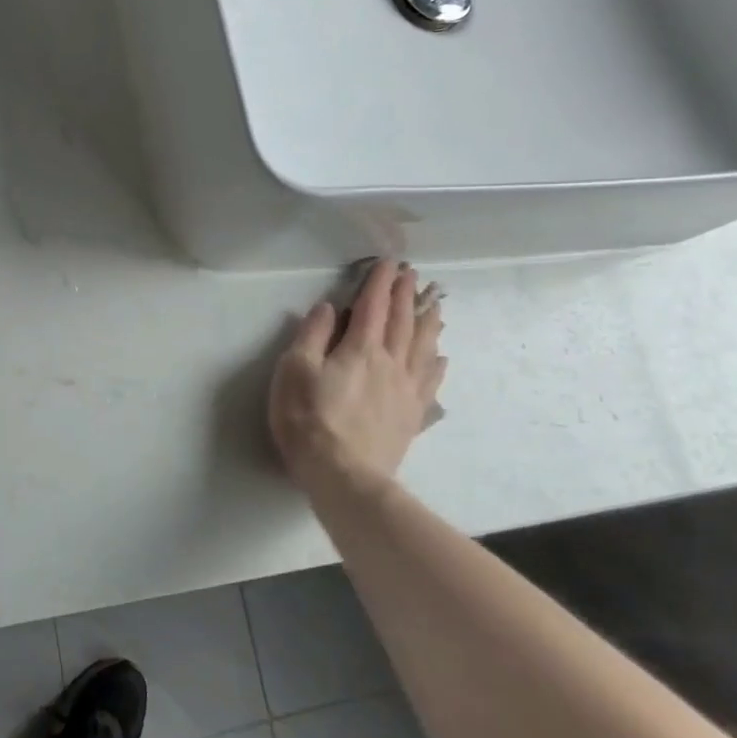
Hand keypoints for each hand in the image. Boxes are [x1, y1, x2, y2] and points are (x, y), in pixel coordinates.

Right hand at [269, 260, 446, 500]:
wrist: (344, 476)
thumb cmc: (309, 420)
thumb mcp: (295, 371)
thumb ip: (311, 336)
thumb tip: (327, 308)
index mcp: (360, 349)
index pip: (372, 307)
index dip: (379, 282)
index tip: (388, 262)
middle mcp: (390, 363)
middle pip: (402, 322)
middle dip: (406, 294)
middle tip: (412, 273)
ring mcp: (405, 390)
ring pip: (423, 347)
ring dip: (428, 321)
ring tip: (434, 304)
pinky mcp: (411, 416)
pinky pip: (430, 382)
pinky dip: (437, 364)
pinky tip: (442, 357)